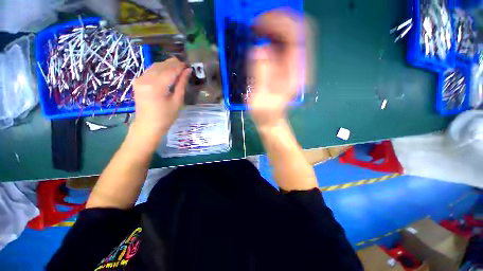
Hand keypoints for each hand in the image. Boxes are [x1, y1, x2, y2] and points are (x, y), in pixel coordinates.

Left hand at [131, 57, 191, 142]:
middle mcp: (145, 80)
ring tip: (178, 67)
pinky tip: (167, 71)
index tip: (189, 65)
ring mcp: (140, 80)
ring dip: (167, 65)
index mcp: (156, 87)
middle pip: (161, 66)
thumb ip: (181, 85)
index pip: (170, 71)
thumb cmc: (166, 117)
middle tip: (185, 65)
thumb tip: (187, 71)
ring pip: (155, 66)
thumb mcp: (177, 102)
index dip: (180, 67)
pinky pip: (150, 70)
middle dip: (174, 64)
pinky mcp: (138, 82)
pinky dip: (160, 69)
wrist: (148, 125)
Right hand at [248, 10, 304, 129]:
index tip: (260, 23)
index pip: (297, 36)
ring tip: (256, 30)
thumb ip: (260, 73)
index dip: (280, 23)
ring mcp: (294, 64)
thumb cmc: (266, 113)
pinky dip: (272, 35)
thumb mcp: (260, 98)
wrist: (271, 119)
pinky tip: (261, 38)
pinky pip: (284, 42)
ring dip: (274, 26)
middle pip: (297, 29)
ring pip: (291, 33)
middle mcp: (299, 66)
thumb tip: (258, 49)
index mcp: (296, 74)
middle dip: (277, 21)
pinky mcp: (287, 65)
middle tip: (257, 24)